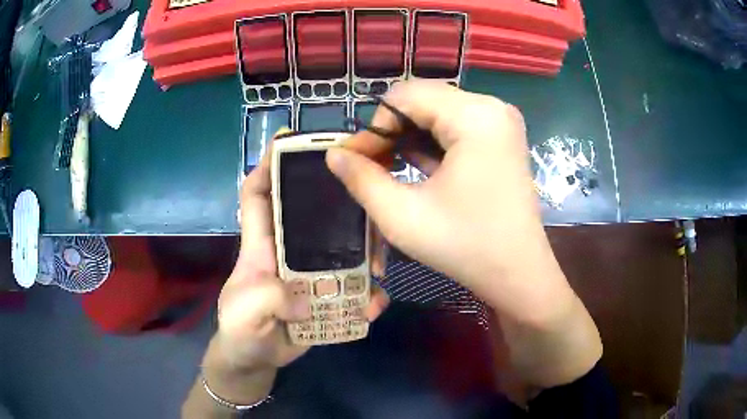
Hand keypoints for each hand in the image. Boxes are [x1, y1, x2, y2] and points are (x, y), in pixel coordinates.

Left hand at [216, 129, 389, 370]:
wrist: (258, 361)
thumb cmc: (240, 332)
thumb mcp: (243, 315)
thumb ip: (266, 300)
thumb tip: (304, 302)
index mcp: (261, 246)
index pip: (257, 196)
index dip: (267, 167)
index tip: (288, 142)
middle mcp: (289, 252)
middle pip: (313, 212)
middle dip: (336, 198)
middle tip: (367, 194)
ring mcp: (311, 274)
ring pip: (343, 247)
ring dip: (365, 251)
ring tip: (379, 265)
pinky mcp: (328, 296)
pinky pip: (354, 288)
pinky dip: (368, 294)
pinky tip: (374, 304)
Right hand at [326, 81, 570, 324]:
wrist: (518, 274)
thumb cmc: (465, 247)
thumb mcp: (403, 216)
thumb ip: (361, 179)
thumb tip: (333, 154)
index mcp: (474, 115)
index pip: (404, 97)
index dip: (372, 127)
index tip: (355, 162)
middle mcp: (492, 107)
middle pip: (421, 101)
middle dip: (389, 132)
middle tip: (368, 169)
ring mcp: (500, 121)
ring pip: (436, 113)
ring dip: (408, 138)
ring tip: (388, 172)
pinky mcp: (501, 137)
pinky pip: (456, 127)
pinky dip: (431, 144)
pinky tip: (418, 170)